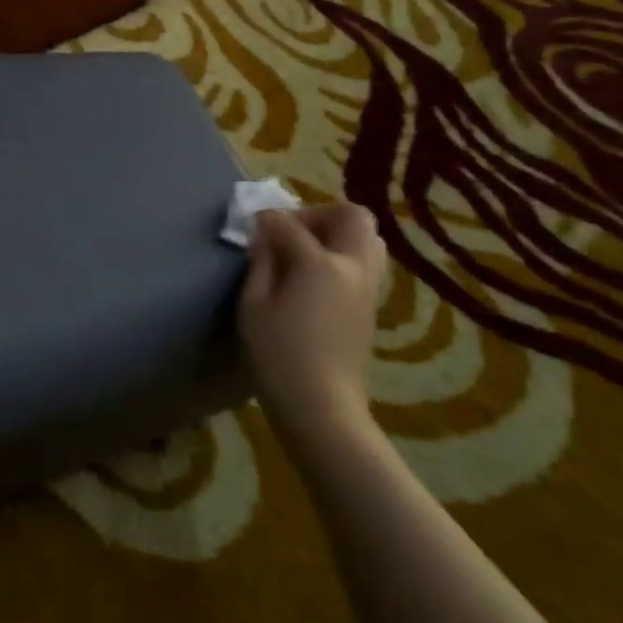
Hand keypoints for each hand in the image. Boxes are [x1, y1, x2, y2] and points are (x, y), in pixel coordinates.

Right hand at [239, 204, 386, 442]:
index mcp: (320, 263)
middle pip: (351, 216)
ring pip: (368, 238)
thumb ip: (260, 262)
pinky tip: (315, 279)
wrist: (321, 408)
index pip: (290, 223)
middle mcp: (352, 267)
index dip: (267, 219)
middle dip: (319, 214)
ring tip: (305, 254)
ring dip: (337, 234)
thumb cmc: (278, 356)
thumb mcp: (253, 305)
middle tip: (291, 232)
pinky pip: (366, 263)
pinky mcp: (371, 307)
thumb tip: (265, 236)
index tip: (251, 225)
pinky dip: (344, 256)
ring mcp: (368, 288)